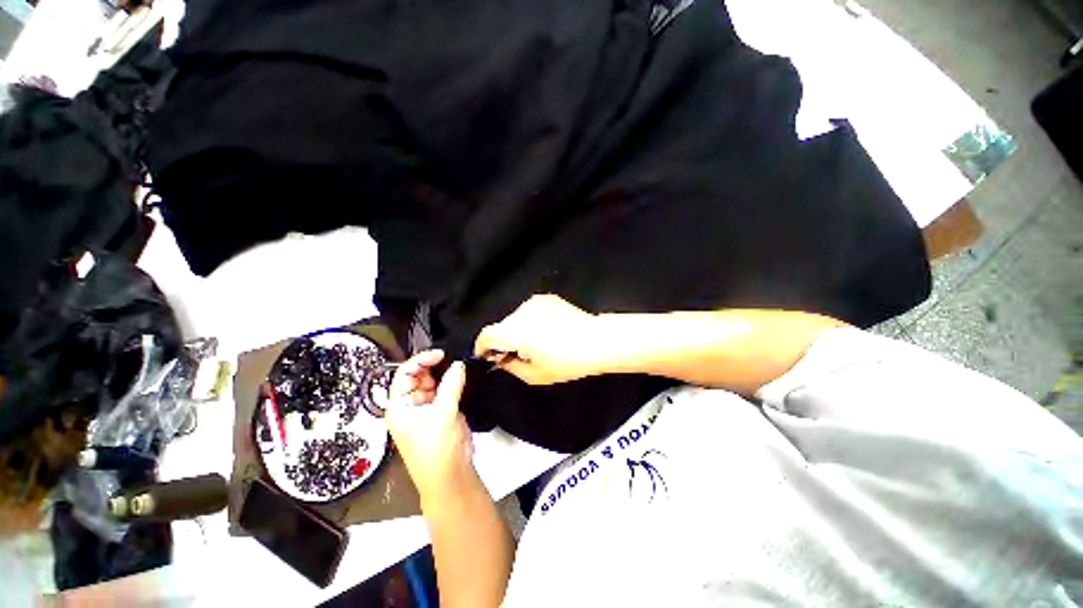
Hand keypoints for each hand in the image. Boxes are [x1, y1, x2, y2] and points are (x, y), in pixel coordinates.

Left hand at [386, 350, 473, 501]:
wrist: (451, 476)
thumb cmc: (437, 449)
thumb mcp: (443, 415)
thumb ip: (451, 386)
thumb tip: (459, 364)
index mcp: (400, 406)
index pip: (404, 374)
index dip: (421, 361)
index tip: (440, 354)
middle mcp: (410, 406)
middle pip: (418, 377)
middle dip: (433, 367)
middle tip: (451, 359)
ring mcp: (427, 409)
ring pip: (433, 383)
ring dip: (444, 374)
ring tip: (458, 367)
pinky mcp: (441, 412)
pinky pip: (445, 391)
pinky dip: (452, 383)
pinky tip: (461, 377)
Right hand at [474, 294, 608, 384]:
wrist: (597, 340)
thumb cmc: (568, 361)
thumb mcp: (535, 375)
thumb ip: (510, 366)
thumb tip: (500, 359)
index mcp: (517, 331)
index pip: (487, 334)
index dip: (482, 346)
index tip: (487, 356)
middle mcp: (522, 312)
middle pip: (502, 327)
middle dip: (504, 341)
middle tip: (518, 355)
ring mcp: (534, 302)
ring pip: (515, 319)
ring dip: (518, 330)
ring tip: (537, 343)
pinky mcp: (546, 298)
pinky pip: (529, 312)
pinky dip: (531, 322)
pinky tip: (547, 331)